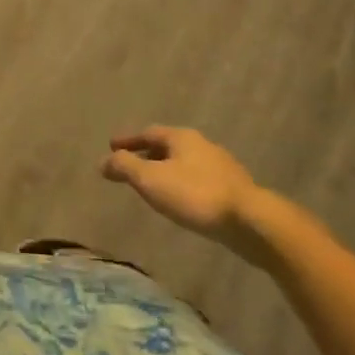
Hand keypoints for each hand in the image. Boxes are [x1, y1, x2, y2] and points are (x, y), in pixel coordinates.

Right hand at [100, 127, 267, 257]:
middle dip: (147, 154)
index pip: (148, 133)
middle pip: (168, 145)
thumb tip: (103, 161)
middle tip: (131, 165)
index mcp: (181, 137)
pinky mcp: (234, 189)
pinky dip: (183, 184)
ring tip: (154, 185)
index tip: (111, 146)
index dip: (128, 140)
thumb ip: (125, 167)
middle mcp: (202, 145)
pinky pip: (199, 180)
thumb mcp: (151, 180)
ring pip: (185, 163)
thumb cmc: (195, 195)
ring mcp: (221, 166)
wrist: (251, 222)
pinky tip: (182, 200)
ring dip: (166, 170)